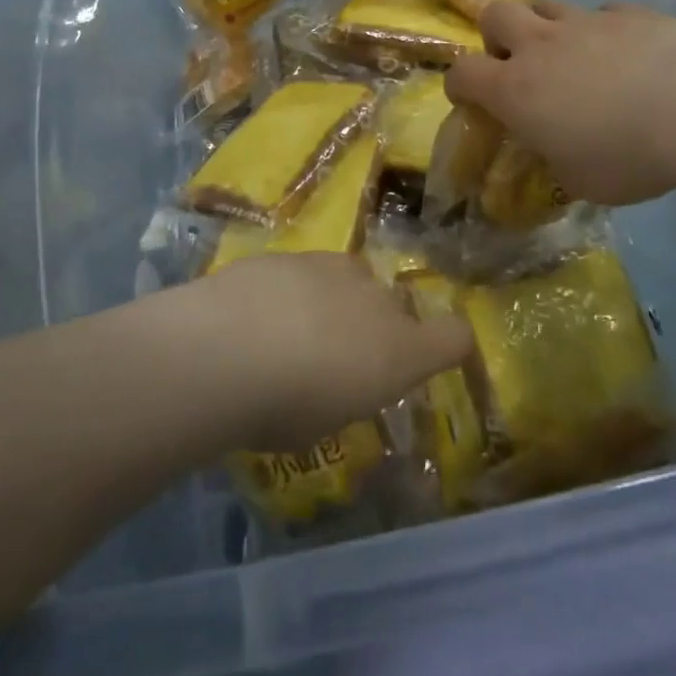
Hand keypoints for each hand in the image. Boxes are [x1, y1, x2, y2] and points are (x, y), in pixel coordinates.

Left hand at [188, 253, 473, 449]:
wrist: (222, 349)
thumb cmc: (282, 409)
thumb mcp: (328, 422)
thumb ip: (349, 390)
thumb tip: (341, 377)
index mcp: (399, 351)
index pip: (454, 337)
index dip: (446, 345)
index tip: (428, 357)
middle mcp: (377, 300)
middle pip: (395, 306)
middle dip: (376, 325)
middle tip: (336, 355)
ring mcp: (334, 268)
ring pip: (353, 280)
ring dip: (337, 300)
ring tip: (293, 330)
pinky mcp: (293, 253)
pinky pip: (311, 271)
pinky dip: (297, 288)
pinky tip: (259, 311)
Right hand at [445, 1, 675, 204]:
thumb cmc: (628, 156)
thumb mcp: (579, 179)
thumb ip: (554, 158)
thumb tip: (555, 150)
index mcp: (516, 89)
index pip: (462, 73)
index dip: (458, 84)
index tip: (469, 99)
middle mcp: (541, 45)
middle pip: (495, 15)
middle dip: (496, 36)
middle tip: (518, 63)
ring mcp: (585, 22)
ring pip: (545, 4)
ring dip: (545, 26)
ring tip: (570, 54)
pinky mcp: (629, 13)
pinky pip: (603, 13)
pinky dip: (603, 31)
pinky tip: (626, 54)